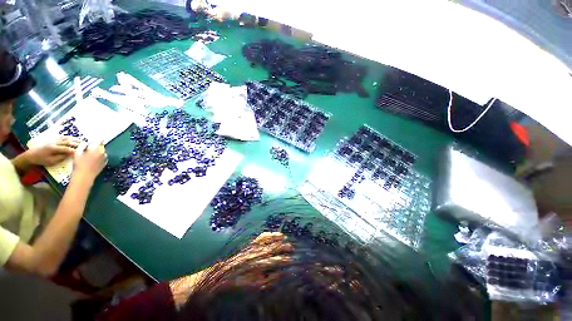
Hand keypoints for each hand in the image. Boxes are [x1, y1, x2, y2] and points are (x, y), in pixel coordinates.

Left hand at [27, 136, 79, 166]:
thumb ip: (61, 157)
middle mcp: (55, 143)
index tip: (82, 151)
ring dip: (74, 139)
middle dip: (77, 143)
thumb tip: (70, 155)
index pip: (67, 148)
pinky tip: (73, 138)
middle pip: (68, 142)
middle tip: (85, 145)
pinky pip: (62, 137)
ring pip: (66, 138)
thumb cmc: (41, 160)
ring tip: (81, 141)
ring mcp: (54, 140)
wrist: (31, 155)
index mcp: (54, 149)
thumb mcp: (51, 161)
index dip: (75, 150)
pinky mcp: (53, 140)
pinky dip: (69, 137)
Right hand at [72, 141, 106, 182]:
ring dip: (97, 152)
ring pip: (101, 152)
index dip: (94, 141)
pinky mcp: (104, 163)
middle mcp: (103, 152)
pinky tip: (91, 161)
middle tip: (86, 151)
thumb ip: (82, 145)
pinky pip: (102, 158)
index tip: (89, 143)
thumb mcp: (77, 152)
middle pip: (100, 146)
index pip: (99, 140)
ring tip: (88, 157)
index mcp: (96, 149)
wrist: (84, 176)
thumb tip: (86, 142)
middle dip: (94, 147)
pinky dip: (98, 158)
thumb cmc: (79, 164)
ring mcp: (105, 158)